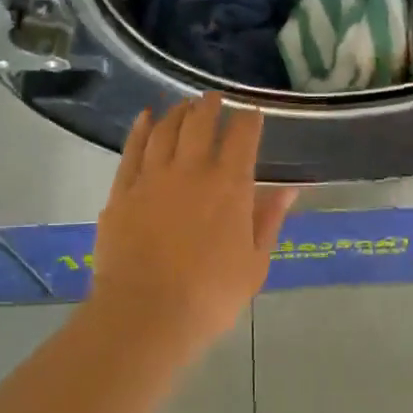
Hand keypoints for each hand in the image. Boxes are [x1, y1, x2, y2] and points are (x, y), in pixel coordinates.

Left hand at [90, 93, 297, 356]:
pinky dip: (141, 128)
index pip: (243, 136)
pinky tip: (146, 117)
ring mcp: (153, 177)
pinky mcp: (123, 190)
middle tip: (216, 98)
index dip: (249, 120)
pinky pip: (132, 149)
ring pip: (166, 129)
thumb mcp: (255, 263)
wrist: (146, 314)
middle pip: (201, 122)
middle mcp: (192, 170)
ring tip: (185, 105)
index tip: (253, 114)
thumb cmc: (210, 295)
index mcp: (230, 186)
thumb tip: (289, 188)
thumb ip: (269, 220)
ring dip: (178, 112)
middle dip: (211, 105)